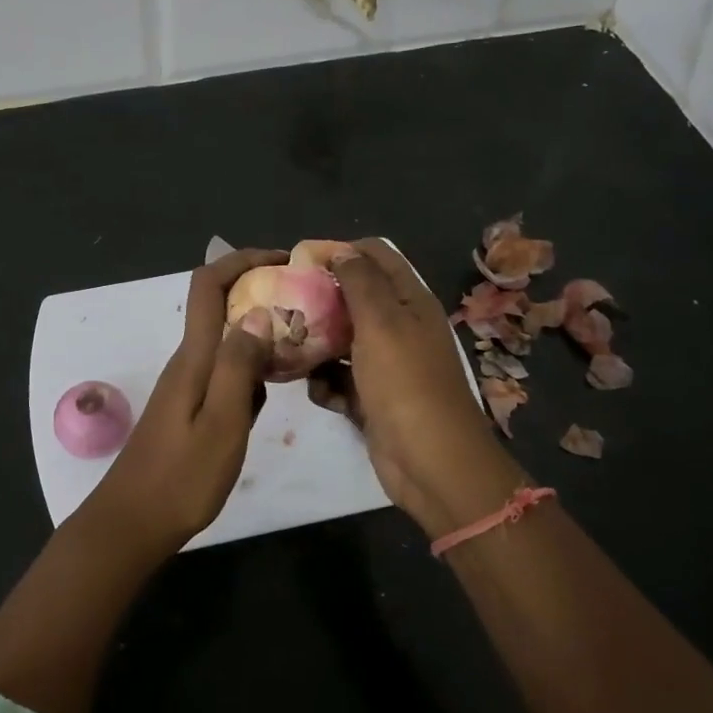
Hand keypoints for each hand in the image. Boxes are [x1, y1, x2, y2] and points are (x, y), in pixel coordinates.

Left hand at [83, 247, 285, 550]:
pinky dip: (253, 366)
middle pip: (219, 306)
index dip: (243, 261)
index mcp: (193, 357)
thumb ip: (240, 367)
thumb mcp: (222, 423)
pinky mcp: (191, 408)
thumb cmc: (181, 478)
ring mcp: (187, 386)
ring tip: (304, 339)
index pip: (209, 284)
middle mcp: (188, 361)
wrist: (133, 524)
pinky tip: (276, 386)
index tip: (284, 261)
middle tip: (307, 302)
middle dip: (260, 291)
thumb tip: (258, 312)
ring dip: (260, 330)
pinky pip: (226, 371)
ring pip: (226, 340)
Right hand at [311, 238, 520, 532]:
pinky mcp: (372, 398)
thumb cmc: (405, 383)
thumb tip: (341, 250)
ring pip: (341, 341)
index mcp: (409, 301)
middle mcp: (399, 327)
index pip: (375, 256)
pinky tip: (319, 394)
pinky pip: (340, 380)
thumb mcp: (382, 322)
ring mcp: (386, 365)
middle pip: (353, 299)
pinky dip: (327, 384)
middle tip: (282, 305)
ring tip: (289, 350)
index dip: (340, 251)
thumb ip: (360, 281)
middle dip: (320, 301)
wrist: (429, 462)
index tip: (300, 260)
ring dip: (316, 346)